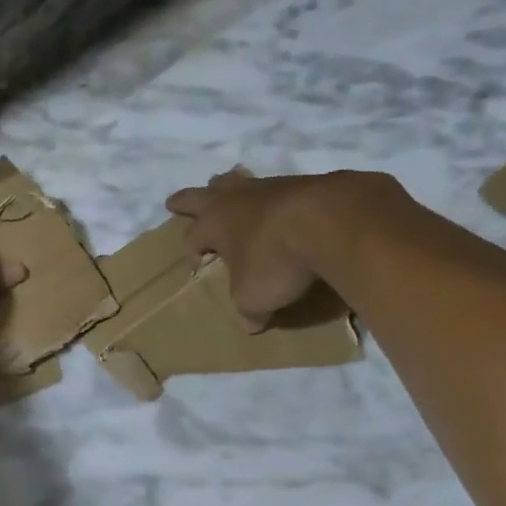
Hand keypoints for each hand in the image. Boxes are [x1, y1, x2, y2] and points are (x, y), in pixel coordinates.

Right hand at [167, 171, 383, 328]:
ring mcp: (268, 186)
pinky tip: (279, 207)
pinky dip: (272, 198)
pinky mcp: (302, 182)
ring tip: (227, 192)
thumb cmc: (276, 260)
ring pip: (238, 182)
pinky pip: (276, 188)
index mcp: (214, 224)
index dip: (191, 254)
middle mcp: (235, 200)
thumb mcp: (254, 297)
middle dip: (187, 201)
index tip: (200, 268)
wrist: (330, 220)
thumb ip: (249, 309)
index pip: (192, 238)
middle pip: (202, 195)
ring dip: (229, 188)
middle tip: (174, 202)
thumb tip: (252, 323)